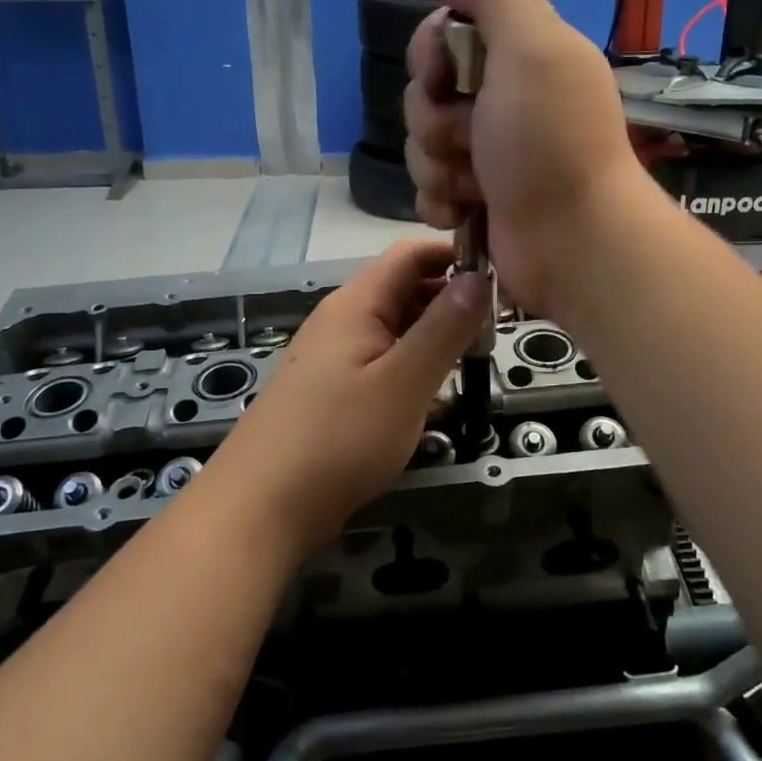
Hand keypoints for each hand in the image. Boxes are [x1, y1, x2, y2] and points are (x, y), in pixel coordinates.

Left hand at [205, 240, 488, 554]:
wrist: (261, 507)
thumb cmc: (338, 439)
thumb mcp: (403, 383)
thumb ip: (444, 328)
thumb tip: (479, 275)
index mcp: (357, 303)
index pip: (411, 253)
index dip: (455, 254)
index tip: (501, 277)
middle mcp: (343, 319)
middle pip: (404, 287)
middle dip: (452, 297)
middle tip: (499, 325)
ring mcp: (334, 354)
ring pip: (395, 325)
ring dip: (435, 332)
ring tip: (477, 355)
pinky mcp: (333, 388)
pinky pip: (381, 358)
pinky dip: (413, 361)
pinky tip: (436, 387)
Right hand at [404, 0, 646, 312]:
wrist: (573, 242)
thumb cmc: (550, 142)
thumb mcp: (535, 47)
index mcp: (520, 57)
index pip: (444, 34)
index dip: (430, 52)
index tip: (443, 75)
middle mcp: (502, 102)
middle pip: (425, 92)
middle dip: (433, 120)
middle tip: (471, 140)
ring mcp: (488, 155)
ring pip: (421, 145)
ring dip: (438, 167)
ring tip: (475, 187)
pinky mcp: (476, 201)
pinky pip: (428, 189)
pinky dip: (441, 202)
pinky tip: (464, 213)